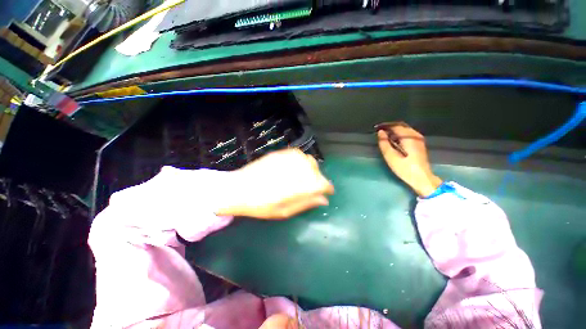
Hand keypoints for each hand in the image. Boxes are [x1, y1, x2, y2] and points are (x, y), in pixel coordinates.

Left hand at [216, 149, 333, 218]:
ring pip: (309, 161)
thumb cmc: (260, 205)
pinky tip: (294, 169)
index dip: (327, 188)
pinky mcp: (280, 153)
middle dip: (318, 180)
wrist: (237, 188)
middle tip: (311, 188)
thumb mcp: (284, 211)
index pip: (322, 183)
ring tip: (302, 178)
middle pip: (317, 171)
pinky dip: (301, 162)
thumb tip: (324, 200)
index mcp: (298, 186)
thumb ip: (306, 203)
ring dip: (310, 170)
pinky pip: (299, 154)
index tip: (327, 192)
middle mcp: (296, 169)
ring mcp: (287, 158)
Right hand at [376, 123, 441, 196]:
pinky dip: (400, 135)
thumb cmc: (404, 168)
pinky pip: (408, 134)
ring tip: (385, 138)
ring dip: (395, 132)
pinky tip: (394, 142)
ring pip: (405, 130)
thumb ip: (384, 143)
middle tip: (380, 134)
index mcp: (409, 137)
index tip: (376, 129)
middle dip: (390, 128)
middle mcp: (415, 135)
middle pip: (401, 126)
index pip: (395, 126)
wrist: (421, 178)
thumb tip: (380, 132)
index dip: (385, 126)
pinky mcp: (420, 144)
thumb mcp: (391, 156)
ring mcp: (419, 139)